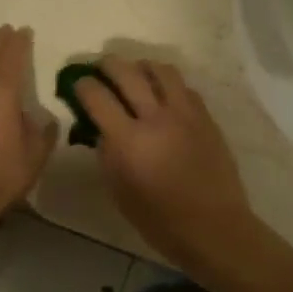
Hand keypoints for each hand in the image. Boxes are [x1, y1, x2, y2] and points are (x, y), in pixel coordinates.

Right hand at [72, 56, 256, 270]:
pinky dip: (168, 83)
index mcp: (129, 140)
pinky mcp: (206, 117)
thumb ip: (106, 154)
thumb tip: (101, 128)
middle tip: (100, 67)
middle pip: (128, 73)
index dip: (83, 86)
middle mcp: (156, 118)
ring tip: (135, 72)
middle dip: (108, 65)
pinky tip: (163, 94)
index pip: (98, 97)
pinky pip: (184, 87)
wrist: (214, 227)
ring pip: (160, 70)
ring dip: (141, 66)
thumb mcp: (119, 191)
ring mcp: (185, 114)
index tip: (78, 84)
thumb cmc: (160, 220)